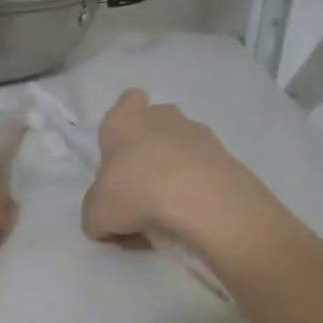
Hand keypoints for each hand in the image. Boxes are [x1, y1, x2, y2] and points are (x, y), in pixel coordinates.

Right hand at [81, 90, 263, 250]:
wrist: (204, 202)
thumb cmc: (137, 194)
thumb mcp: (96, 215)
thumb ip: (96, 213)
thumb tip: (108, 220)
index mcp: (123, 121)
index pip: (126, 101)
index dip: (124, 123)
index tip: (121, 154)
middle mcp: (162, 117)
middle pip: (155, 124)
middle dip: (150, 148)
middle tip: (142, 187)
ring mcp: (199, 133)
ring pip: (182, 146)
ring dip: (176, 168)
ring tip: (171, 208)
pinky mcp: (226, 155)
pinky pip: (205, 168)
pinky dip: (198, 187)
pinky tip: (193, 214)